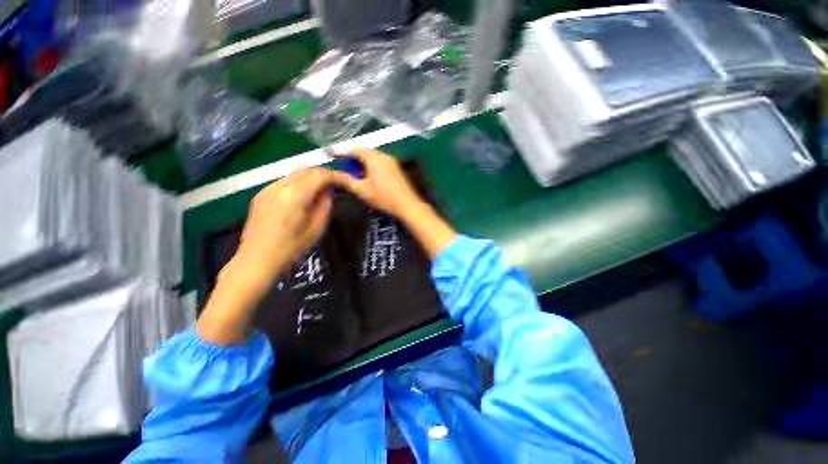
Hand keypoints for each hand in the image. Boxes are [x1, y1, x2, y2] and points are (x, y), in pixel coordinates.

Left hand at [236, 167, 334, 283]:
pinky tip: (301, 197)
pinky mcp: (260, 195)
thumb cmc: (292, 247)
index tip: (345, 181)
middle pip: (306, 170)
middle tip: (335, 184)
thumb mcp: (317, 227)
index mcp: (296, 195)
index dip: (335, 175)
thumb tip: (327, 191)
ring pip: (294, 174)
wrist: (257, 260)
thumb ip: (325, 205)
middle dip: (323, 174)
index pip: (320, 175)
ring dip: (309, 178)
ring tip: (320, 190)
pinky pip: (283, 182)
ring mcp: (267, 189)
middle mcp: (279, 186)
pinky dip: (297, 184)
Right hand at [333, 147, 456, 258]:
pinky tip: (370, 177)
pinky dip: (372, 165)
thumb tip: (334, 174)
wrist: (408, 205)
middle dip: (353, 158)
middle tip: (345, 168)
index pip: (355, 149)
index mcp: (374, 158)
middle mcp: (384, 155)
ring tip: (356, 174)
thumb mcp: (362, 190)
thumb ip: (347, 180)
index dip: (343, 152)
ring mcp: (392, 161)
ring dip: (363, 162)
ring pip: (373, 156)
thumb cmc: (384, 198)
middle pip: (365, 151)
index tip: (333, 156)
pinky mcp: (397, 167)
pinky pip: (380, 161)